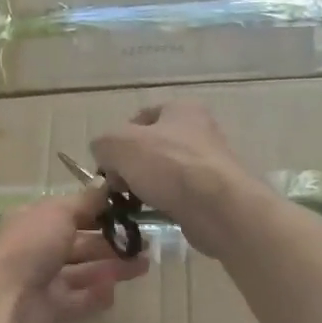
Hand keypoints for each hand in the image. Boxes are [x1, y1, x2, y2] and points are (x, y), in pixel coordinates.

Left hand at [0, 187, 148, 322]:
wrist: (6, 300)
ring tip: (144, 264)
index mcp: (35, 222)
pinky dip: (98, 295)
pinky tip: (116, 289)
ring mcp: (46, 281)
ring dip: (113, 267)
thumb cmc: (31, 246)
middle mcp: (40, 249)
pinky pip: (81, 300)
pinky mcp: (54, 310)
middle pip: (81, 244)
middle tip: (145, 242)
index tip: (129, 211)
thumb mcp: (59, 212)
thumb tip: (106, 184)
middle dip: (111, 242)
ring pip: (85, 272)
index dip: (98, 211)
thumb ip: (86, 201)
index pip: (71, 213)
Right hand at [90, 102, 258, 261]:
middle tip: (118, 187)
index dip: (118, 140)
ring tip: (135, 204)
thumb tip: (104, 155)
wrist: (218, 207)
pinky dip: (164, 203)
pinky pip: (179, 195)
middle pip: (151, 147)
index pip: (139, 118)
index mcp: (181, 109)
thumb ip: (103, 144)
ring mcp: (209, 162)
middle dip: (130, 167)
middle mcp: (200, 130)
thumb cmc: (169, 166)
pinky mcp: (214, 192)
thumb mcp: (119, 145)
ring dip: (146, 187)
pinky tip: (156, 214)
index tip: (108, 164)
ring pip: (164, 173)